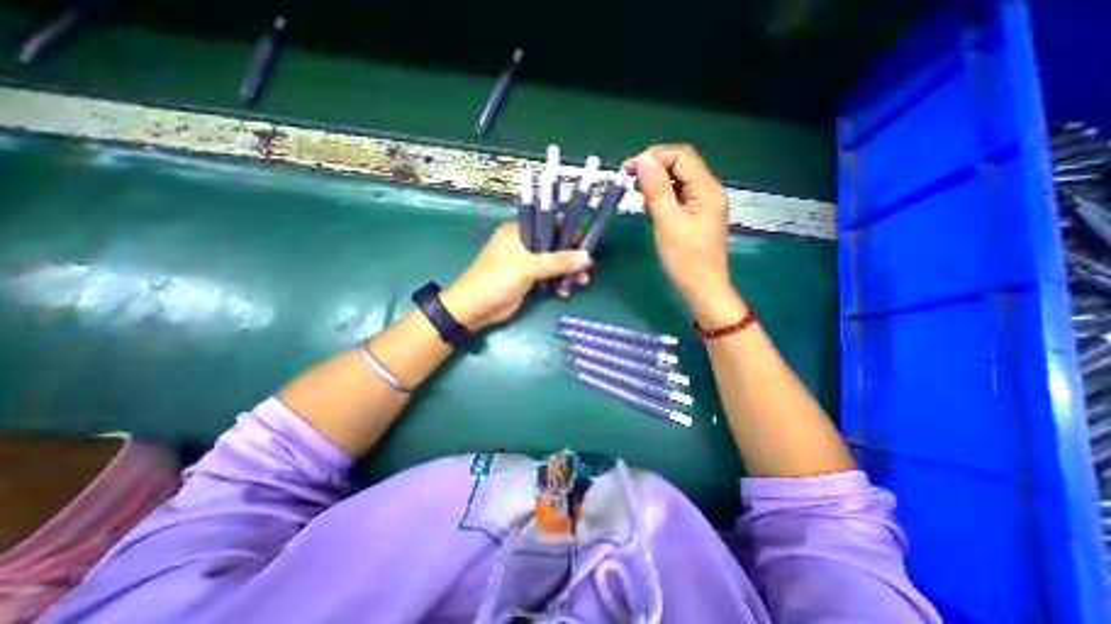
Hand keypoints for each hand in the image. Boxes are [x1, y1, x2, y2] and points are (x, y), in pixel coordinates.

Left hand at [442, 223, 594, 330]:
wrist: (475, 308)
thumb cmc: (498, 279)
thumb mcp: (528, 267)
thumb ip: (558, 261)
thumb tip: (587, 257)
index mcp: (519, 231)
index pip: (549, 225)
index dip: (568, 233)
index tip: (585, 245)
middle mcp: (523, 243)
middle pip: (553, 245)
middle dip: (571, 257)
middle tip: (587, 268)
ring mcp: (524, 262)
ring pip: (552, 263)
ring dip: (566, 272)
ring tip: (582, 282)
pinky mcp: (526, 278)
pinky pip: (547, 276)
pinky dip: (556, 283)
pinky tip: (564, 292)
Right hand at [623, 142, 744, 322]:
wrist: (702, 289)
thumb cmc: (686, 260)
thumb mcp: (668, 223)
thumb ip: (657, 190)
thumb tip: (643, 159)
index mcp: (706, 189)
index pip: (681, 156)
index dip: (654, 156)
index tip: (628, 170)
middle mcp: (707, 190)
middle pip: (680, 165)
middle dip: (654, 168)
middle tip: (629, 181)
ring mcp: (702, 203)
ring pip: (677, 180)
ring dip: (656, 182)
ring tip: (637, 194)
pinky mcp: (694, 215)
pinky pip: (677, 196)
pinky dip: (661, 197)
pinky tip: (649, 207)